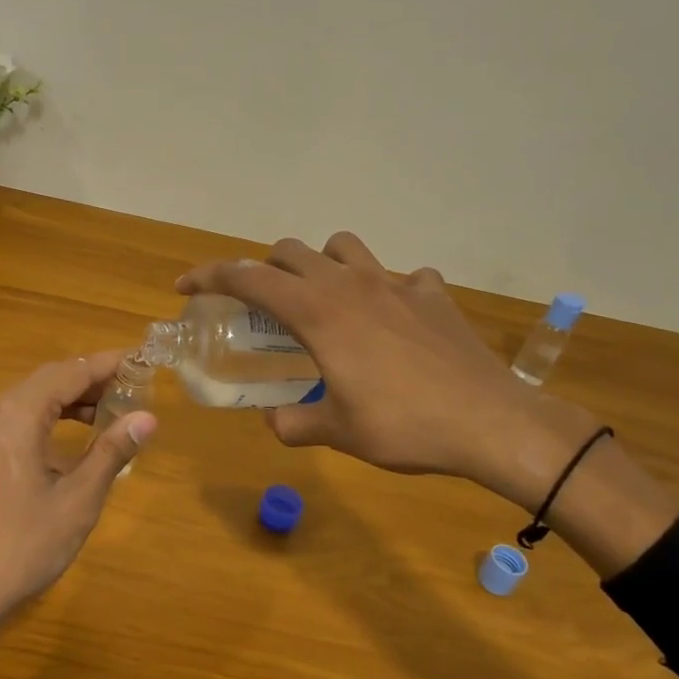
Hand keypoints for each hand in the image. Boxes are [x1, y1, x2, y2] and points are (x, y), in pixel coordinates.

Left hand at [0, 352, 155, 634]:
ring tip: (114, 408)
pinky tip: (76, 435)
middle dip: (92, 379)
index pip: (69, 372)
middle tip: (135, 385)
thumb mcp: (77, 500)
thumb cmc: (22, 545)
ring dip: (72, 398)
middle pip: (50, 379)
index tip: (143, 359)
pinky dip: (52, 417)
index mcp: (17, 414)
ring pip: (34, 399)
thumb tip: (147, 418)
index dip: (107, 364)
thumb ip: (111, 452)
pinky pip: (20, 419)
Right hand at [177, 235, 588, 493]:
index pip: (248, 278)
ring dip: (322, 262)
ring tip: (323, 298)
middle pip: (290, 251)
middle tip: (260, 304)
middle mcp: (350, 284)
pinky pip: (400, 275)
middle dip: (264, 269)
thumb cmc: (404, 426)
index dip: (210, 277)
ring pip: (343, 246)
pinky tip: (392, 319)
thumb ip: (294, 424)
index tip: (186, 286)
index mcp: (317, 312)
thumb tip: (275, 422)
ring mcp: (396, 283)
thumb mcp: (338, 433)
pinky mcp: (432, 294)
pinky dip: (385, 288)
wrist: (492, 423)